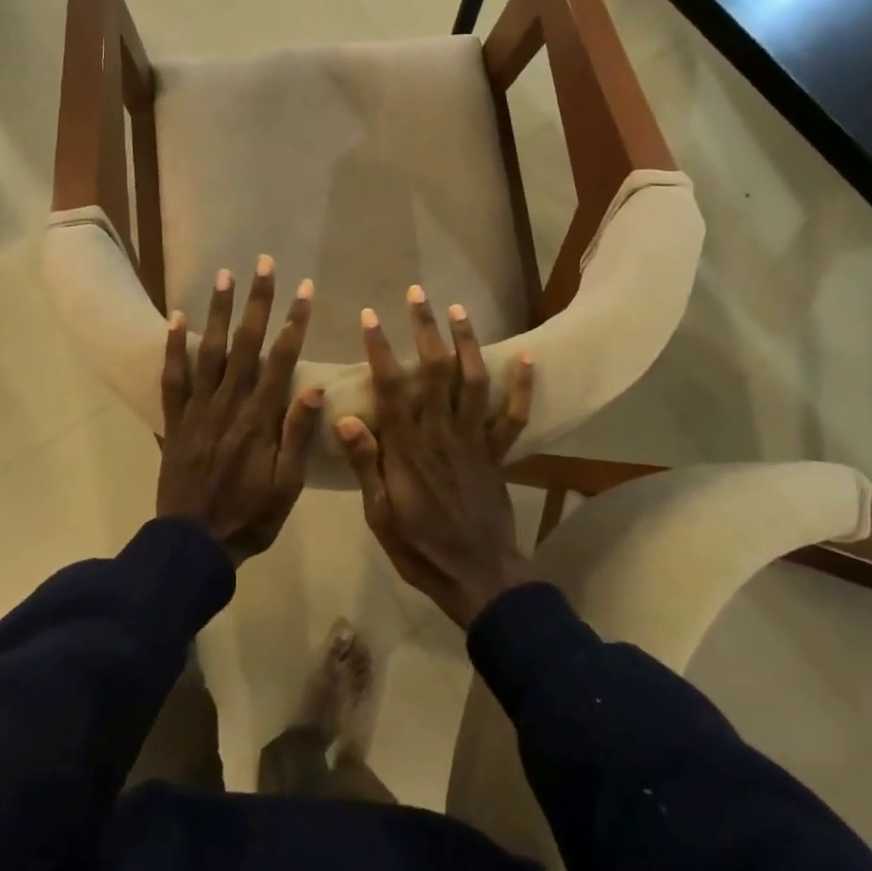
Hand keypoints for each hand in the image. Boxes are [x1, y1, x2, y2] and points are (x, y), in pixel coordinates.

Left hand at [157, 256, 321, 565]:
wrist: (192, 546)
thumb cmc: (249, 518)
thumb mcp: (286, 486)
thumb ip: (296, 436)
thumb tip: (311, 386)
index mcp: (259, 420)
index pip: (281, 360)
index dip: (293, 322)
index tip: (304, 290)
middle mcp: (228, 404)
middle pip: (245, 344)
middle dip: (257, 302)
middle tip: (264, 264)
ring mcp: (197, 410)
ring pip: (209, 351)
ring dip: (218, 312)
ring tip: (225, 276)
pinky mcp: (174, 421)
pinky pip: (172, 378)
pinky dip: (173, 347)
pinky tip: (177, 317)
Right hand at [335, 288, 535, 628]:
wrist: (477, 576)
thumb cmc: (419, 548)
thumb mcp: (379, 514)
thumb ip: (365, 464)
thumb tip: (345, 417)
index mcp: (407, 449)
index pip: (391, 389)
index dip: (380, 349)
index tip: (371, 316)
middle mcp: (441, 434)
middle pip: (434, 372)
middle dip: (425, 329)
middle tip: (417, 294)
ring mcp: (474, 441)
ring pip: (471, 382)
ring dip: (466, 343)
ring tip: (459, 310)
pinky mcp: (498, 453)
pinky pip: (514, 415)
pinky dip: (522, 386)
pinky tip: (526, 356)